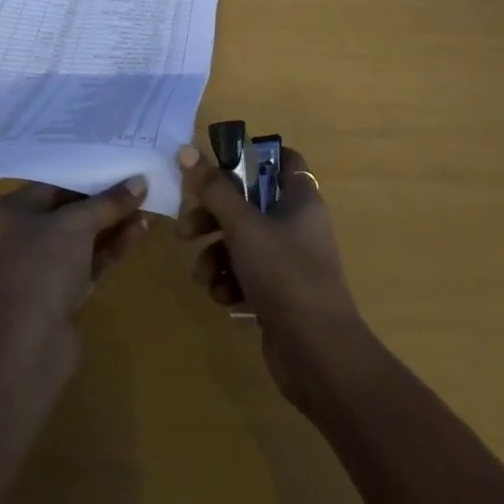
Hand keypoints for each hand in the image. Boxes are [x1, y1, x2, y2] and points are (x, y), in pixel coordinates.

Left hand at [0, 178, 152, 339]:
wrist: (25, 347)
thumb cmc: (40, 267)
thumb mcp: (76, 224)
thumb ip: (108, 202)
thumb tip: (140, 181)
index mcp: (7, 213)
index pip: (50, 185)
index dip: (86, 176)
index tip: (118, 167)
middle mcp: (17, 239)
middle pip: (67, 212)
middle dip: (103, 202)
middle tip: (137, 187)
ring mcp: (37, 271)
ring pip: (80, 240)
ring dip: (112, 225)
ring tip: (147, 207)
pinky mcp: (58, 297)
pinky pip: (87, 263)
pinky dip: (110, 248)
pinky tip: (139, 231)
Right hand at [174, 143, 364, 405]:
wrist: (318, 354)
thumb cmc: (285, 274)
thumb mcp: (243, 226)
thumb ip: (213, 188)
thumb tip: (186, 149)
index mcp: (300, 199)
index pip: (282, 161)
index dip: (252, 156)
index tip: (217, 164)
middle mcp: (297, 225)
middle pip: (248, 204)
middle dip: (213, 217)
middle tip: (185, 231)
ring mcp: (289, 262)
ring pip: (242, 243)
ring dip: (215, 255)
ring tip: (202, 276)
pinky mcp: (280, 295)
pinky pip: (247, 275)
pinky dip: (230, 282)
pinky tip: (221, 297)